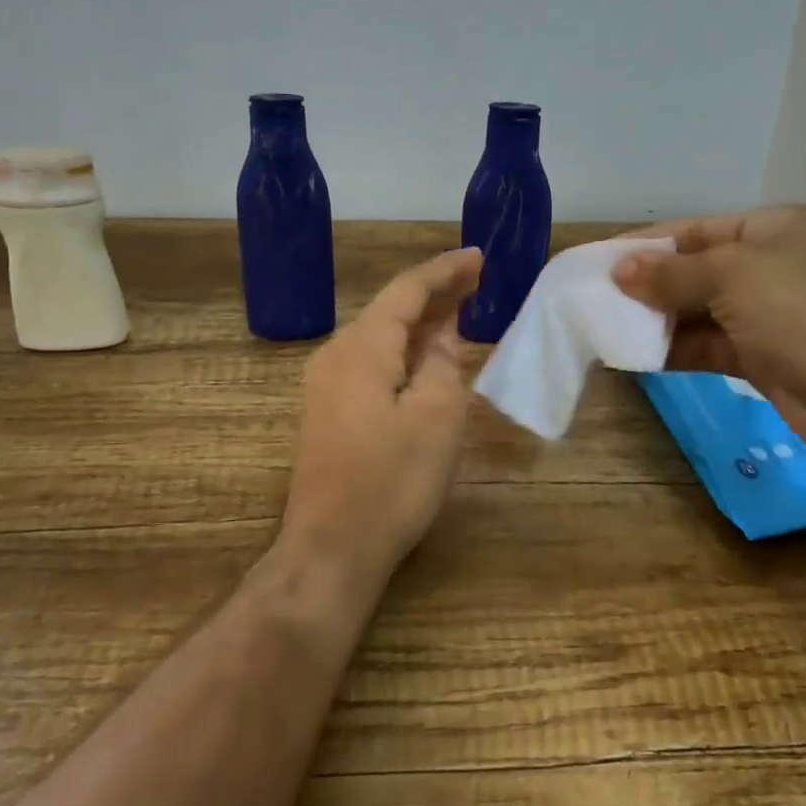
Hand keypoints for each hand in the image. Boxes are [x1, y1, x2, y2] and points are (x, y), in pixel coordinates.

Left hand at [283, 247, 483, 577]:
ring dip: (420, 323)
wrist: (332, 549)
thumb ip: (443, 364)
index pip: (406, 291)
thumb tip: (442, 336)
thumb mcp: (437, 418)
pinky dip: (404, 352)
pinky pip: (373, 363)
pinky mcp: (329, 411)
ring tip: (459, 309)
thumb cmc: (391, 481)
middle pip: (391, 310)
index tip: (478, 256)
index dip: (444, 271)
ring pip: (381, 337)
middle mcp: (336, 355)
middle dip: (434, 294)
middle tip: (477, 279)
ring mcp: (327, 385)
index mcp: (361, 348)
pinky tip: (427, 356)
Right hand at [613, 205, 805, 460]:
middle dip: (649, 284)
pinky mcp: (765, 356)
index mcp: (776, 228)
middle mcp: (774, 266)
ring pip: (700, 311)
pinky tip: (636, 355)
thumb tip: (619, 271)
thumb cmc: (803, 314)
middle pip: (696, 270)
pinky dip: (675, 349)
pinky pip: (709, 345)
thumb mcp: (733, 277)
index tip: (600, 259)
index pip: (697, 229)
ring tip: (606, 327)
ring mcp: (771, 314)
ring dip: (657, 320)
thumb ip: (671, 274)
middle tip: (596, 297)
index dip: (646, 243)